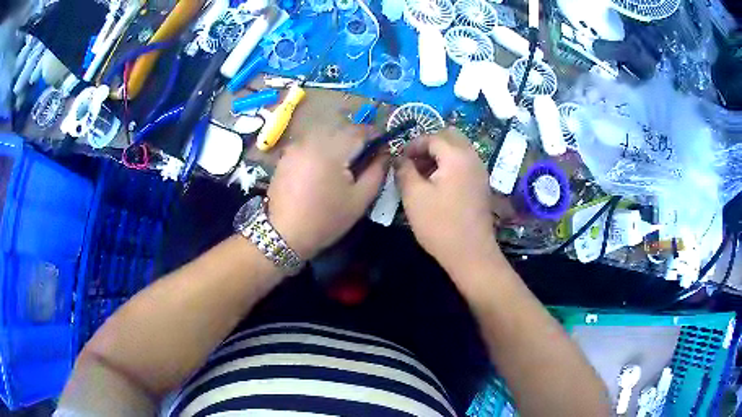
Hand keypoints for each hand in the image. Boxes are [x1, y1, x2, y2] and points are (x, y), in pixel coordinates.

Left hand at [267, 125, 386, 259]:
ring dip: (338, 144)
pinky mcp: (286, 155)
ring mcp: (295, 146)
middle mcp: (311, 140)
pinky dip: (322, 149)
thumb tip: (386, 152)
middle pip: (341, 130)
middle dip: (356, 140)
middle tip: (364, 159)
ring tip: (344, 165)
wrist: (285, 234)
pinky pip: (311, 143)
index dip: (375, 136)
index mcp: (331, 150)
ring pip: (325, 135)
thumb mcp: (359, 199)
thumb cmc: (326, 219)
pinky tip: (323, 169)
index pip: (359, 131)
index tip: (383, 148)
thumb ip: (377, 171)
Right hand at [395, 128, 499, 273]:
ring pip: (458, 149)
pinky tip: (437, 185)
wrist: (471, 254)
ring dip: (439, 155)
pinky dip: (450, 165)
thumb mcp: (414, 196)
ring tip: (422, 175)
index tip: (400, 160)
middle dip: (429, 145)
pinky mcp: (481, 184)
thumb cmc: (440, 225)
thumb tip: (399, 158)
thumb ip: (404, 170)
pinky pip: (464, 163)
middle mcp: (473, 157)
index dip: (413, 145)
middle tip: (413, 162)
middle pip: (450, 136)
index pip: (432, 137)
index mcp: (457, 156)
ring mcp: (480, 171)